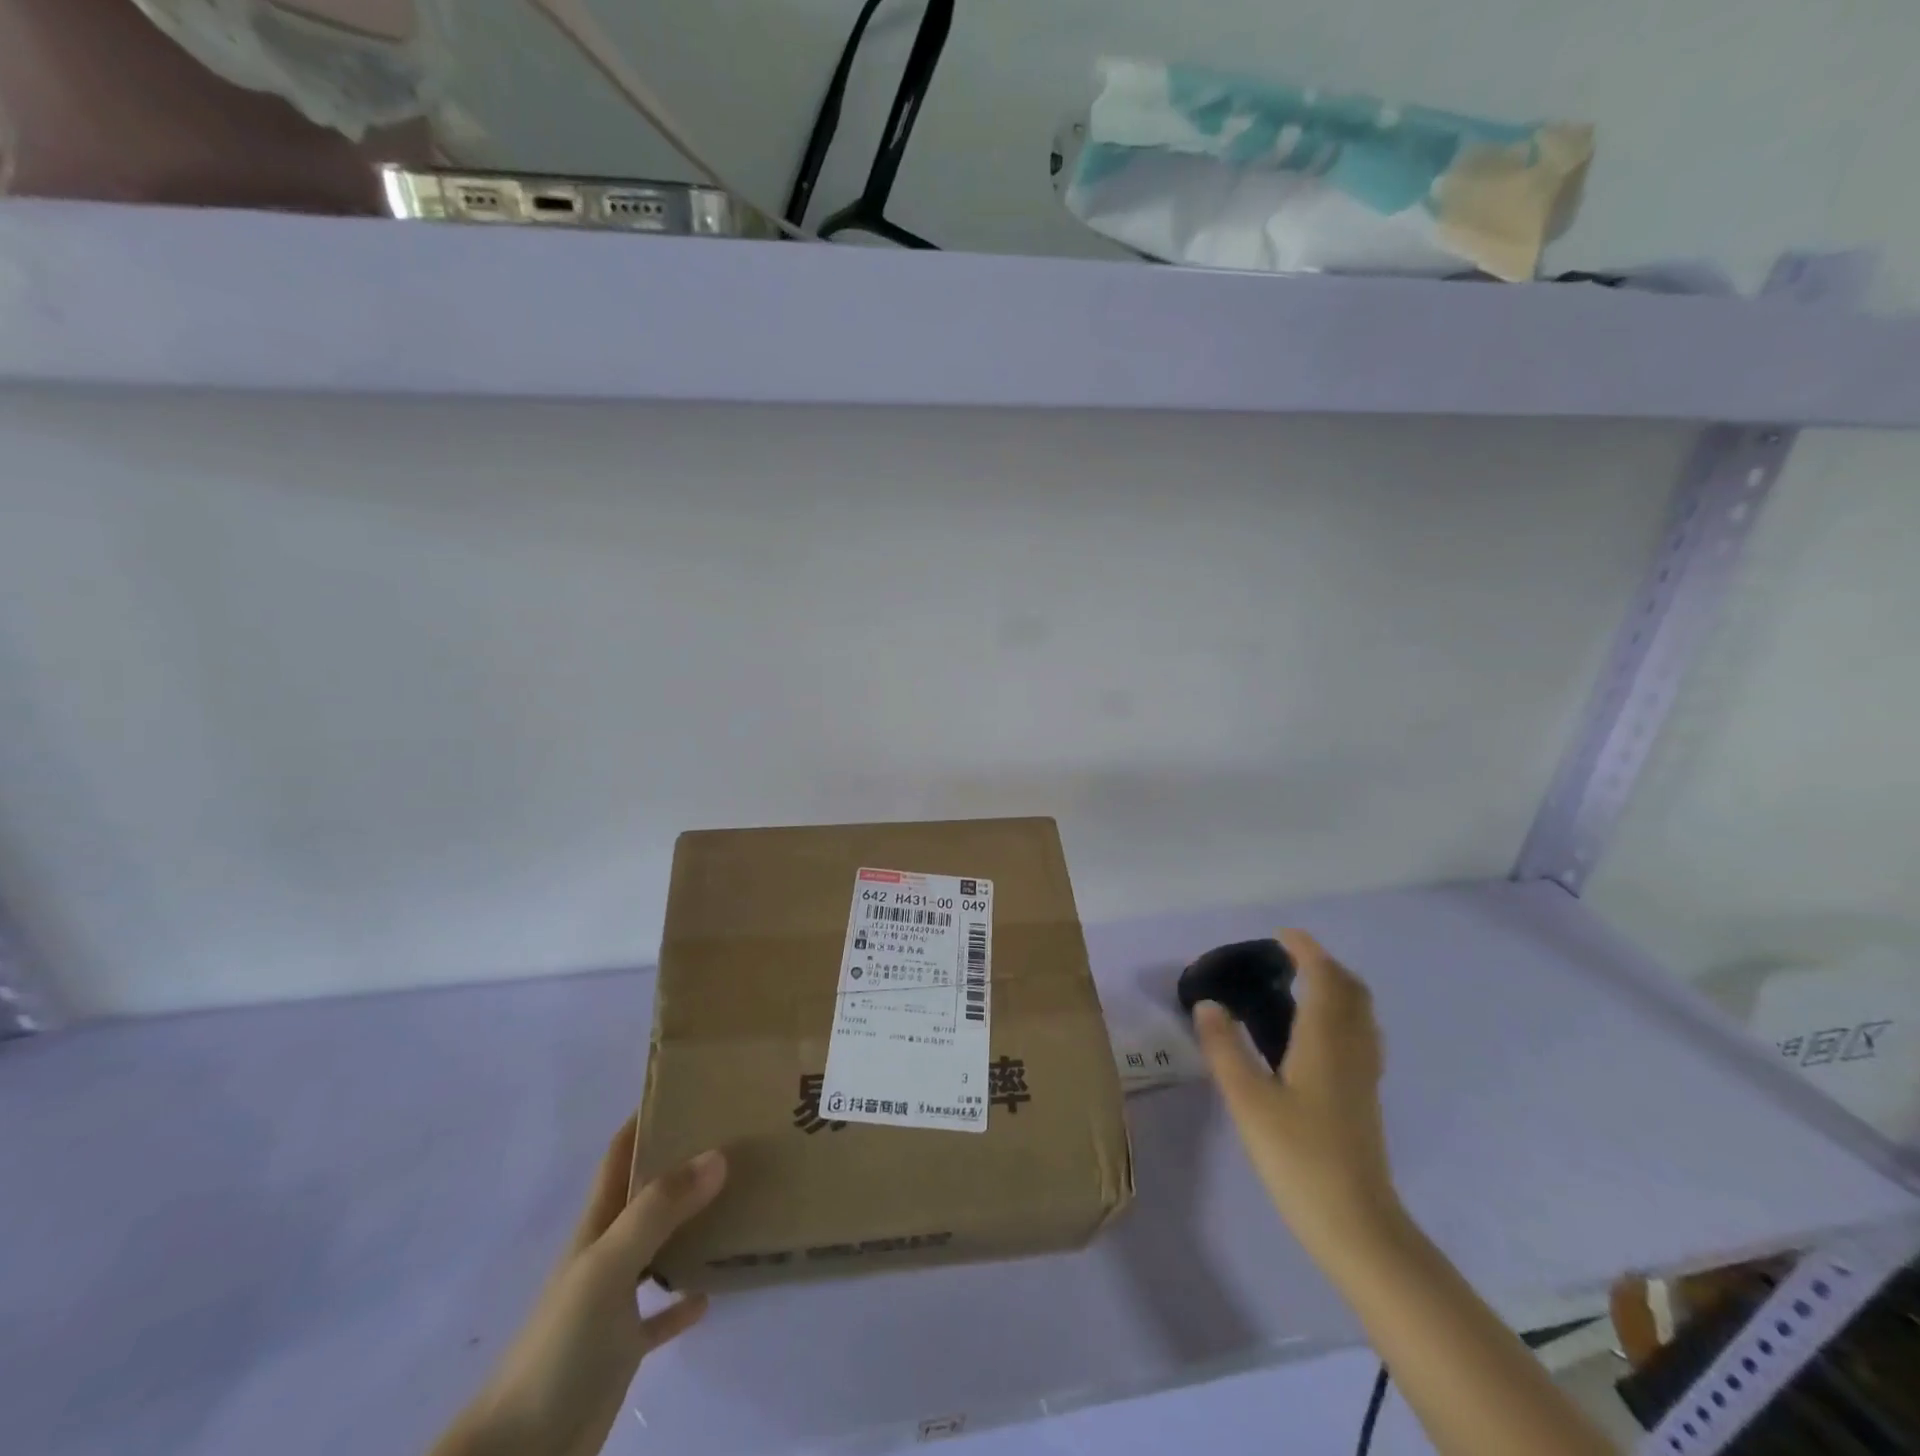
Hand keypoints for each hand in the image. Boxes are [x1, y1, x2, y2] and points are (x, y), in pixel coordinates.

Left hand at [431, 1117, 726, 1455]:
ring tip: (734, 1198)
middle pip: (644, 1195)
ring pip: (658, 1247)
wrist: (521, 1454)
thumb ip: (659, 1209)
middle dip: (678, 1164)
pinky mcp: (623, 1350)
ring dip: (689, 1223)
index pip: (619, 1156)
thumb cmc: (560, 1344)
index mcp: (596, 1227)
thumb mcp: (609, 1265)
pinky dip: (682, 1299)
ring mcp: (613, 1304)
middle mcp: (606, 1255)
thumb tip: (717, 1153)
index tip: (685, 1088)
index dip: (643, 1120)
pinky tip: (711, 1291)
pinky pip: (659, 1314)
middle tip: (728, 1137)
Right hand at [1194, 929, 1398, 1246]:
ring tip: (1300, 988)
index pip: (1324, 978)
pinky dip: (1341, 1015)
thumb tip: (1208, 1004)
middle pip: (1351, 991)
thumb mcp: (1247, 1100)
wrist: (1357, 1225)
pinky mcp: (1365, 1097)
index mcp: (1325, 1041)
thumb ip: (1224, 1048)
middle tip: (1288, 959)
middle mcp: (1352, 1048)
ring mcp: (1364, 1074)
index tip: (1281, 935)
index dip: (1306, 950)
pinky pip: (1360, 1035)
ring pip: (1360, 1014)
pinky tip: (1316, 1036)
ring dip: (1336, 988)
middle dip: (1324, 965)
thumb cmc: (1298, 1157)